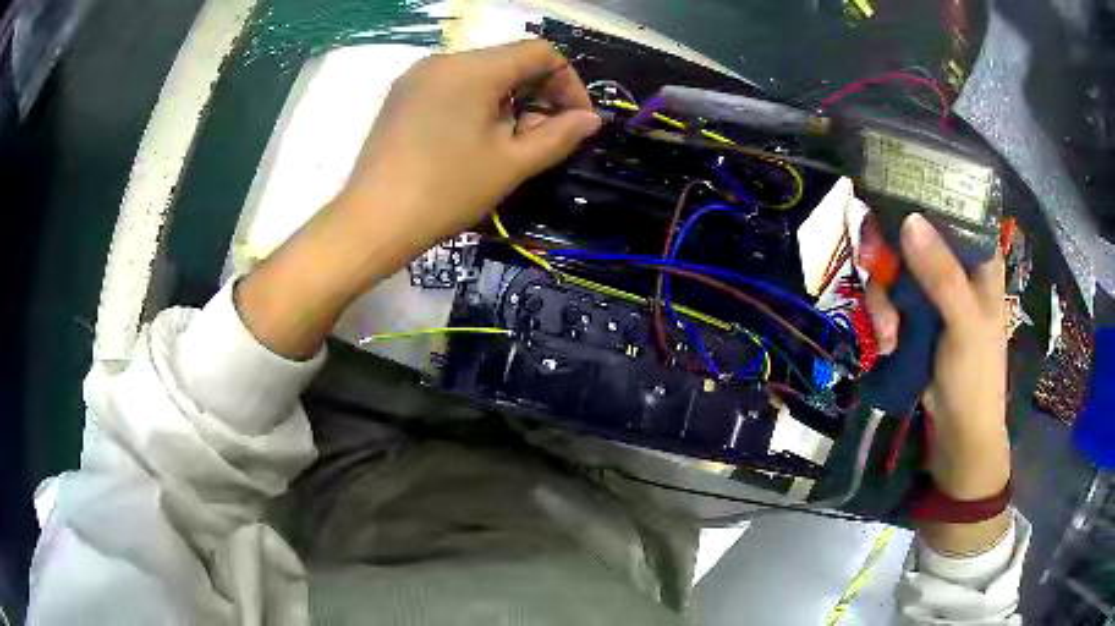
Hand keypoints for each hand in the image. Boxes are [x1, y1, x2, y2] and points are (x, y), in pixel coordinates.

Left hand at [237, 41, 599, 358]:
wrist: (371, 223)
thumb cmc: (445, 192)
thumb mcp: (511, 164)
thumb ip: (558, 136)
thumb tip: (591, 120)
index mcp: (473, 68)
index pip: (540, 52)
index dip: (568, 83)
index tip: (575, 121)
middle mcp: (444, 60)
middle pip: (509, 61)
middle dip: (537, 95)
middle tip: (541, 140)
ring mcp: (417, 77)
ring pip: (481, 75)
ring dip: (508, 102)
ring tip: (506, 146)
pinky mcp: (401, 96)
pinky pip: (453, 87)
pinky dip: (477, 105)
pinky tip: (472, 142)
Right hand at [866, 214, 1010, 551]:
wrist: (958, 432)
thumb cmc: (976, 375)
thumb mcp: (965, 323)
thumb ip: (942, 274)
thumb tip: (908, 219)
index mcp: (979, 259)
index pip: (954, 207)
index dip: (925, 192)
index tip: (891, 189)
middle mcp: (954, 266)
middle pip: (915, 234)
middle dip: (891, 254)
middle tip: (875, 267)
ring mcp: (933, 291)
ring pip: (896, 266)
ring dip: (884, 297)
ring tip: (887, 333)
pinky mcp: (915, 315)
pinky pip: (889, 297)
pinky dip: (882, 317)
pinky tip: (886, 343)